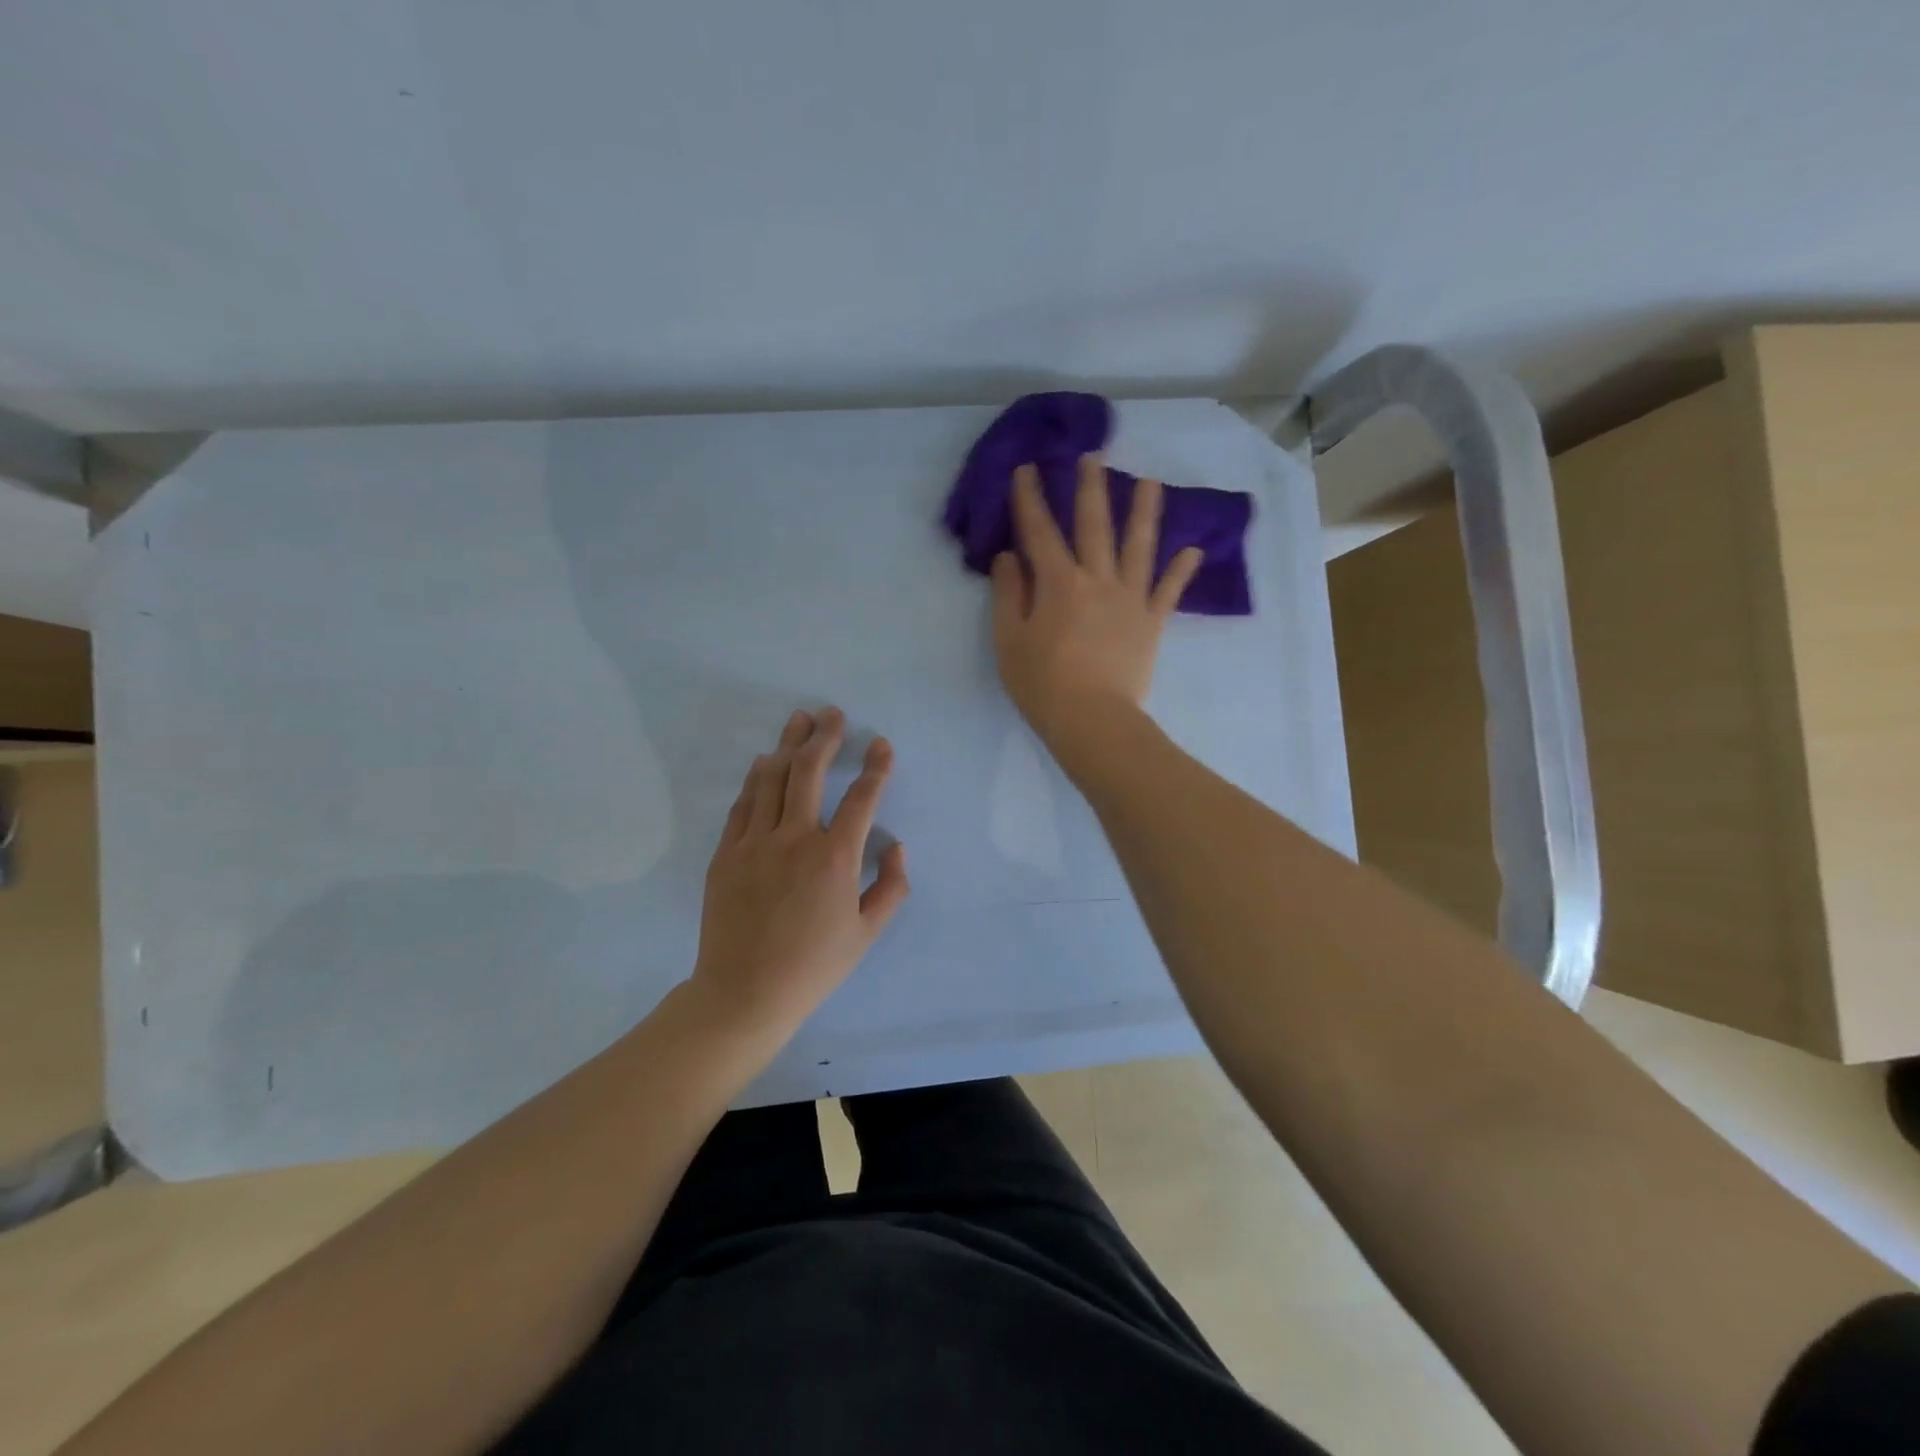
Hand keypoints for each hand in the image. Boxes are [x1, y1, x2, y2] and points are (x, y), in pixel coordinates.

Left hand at [689, 706, 909, 1039]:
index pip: (862, 798)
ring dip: (787, 745)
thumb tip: (896, 847)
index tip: (881, 744)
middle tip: (833, 714)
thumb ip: (891, 886)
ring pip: (771, 779)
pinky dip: (756, 779)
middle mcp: (794, 839)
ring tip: (799, 720)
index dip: (875, 767)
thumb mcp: (867, 933)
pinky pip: (743, 805)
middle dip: (824, 736)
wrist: (743, 992)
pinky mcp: (726, 853)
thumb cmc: (813, 966)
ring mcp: (754, 843)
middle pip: (809, 771)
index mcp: (835, 858)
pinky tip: (763, 763)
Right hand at [991, 453, 1201, 749]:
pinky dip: (1181, 571)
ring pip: (1139, 547)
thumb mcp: (1009, 640)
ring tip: (1151, 483)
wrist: (1092, 720)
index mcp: (1058, 582)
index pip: (1039, 531)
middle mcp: (1097, 579)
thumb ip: (1009, 594)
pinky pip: (1169, 591)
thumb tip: (1008, 557)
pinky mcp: (1151, 622)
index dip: (1030, 498)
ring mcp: (1130, 599)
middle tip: (1093, 456)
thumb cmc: (1042, 683)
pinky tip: (1194, 550)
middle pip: (1094, 525)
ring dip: (1145, 512)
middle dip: (1090, 489)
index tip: (1027, 468)